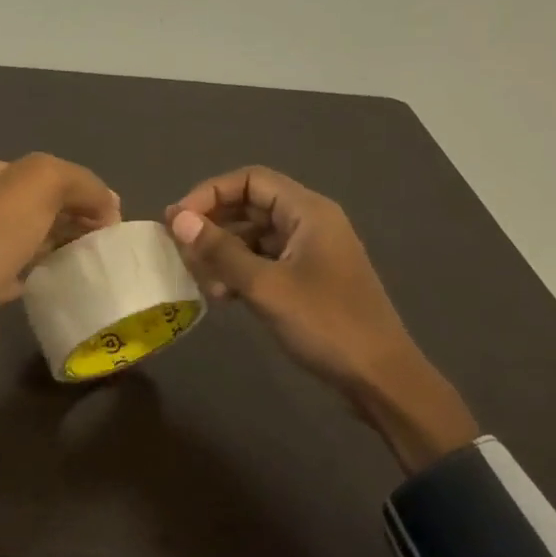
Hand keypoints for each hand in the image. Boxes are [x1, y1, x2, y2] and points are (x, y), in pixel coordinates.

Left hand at [0, 154, 119, 407]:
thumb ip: (79, 182)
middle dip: (73, 216)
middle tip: (106, 238)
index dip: (80, 188)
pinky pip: (19, 273)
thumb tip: (107, 203)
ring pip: (29, 239)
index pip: (41, 171)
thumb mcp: (39, 183)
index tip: (111, 215)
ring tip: (94, 257)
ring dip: (61, 244)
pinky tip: (64, 279)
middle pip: (36, 204)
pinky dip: (43, 273)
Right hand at [166, 167, 476, 471]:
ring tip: (201, 281)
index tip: (177, 220)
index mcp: (308, 211)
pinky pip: (264, 261)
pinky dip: (239, 271)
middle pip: (250, 205)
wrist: (378, 376)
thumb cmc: (325, 324)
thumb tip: (177, 219)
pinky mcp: (307, 279)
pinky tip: (221, 295)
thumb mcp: (265, 286)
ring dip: (223, 252)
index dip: (209, 193)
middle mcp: (310, 223)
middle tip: (180, 250)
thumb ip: (220, 250)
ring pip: (254, 236)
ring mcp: (310, 252)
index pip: (250, 180)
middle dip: (213, 224)